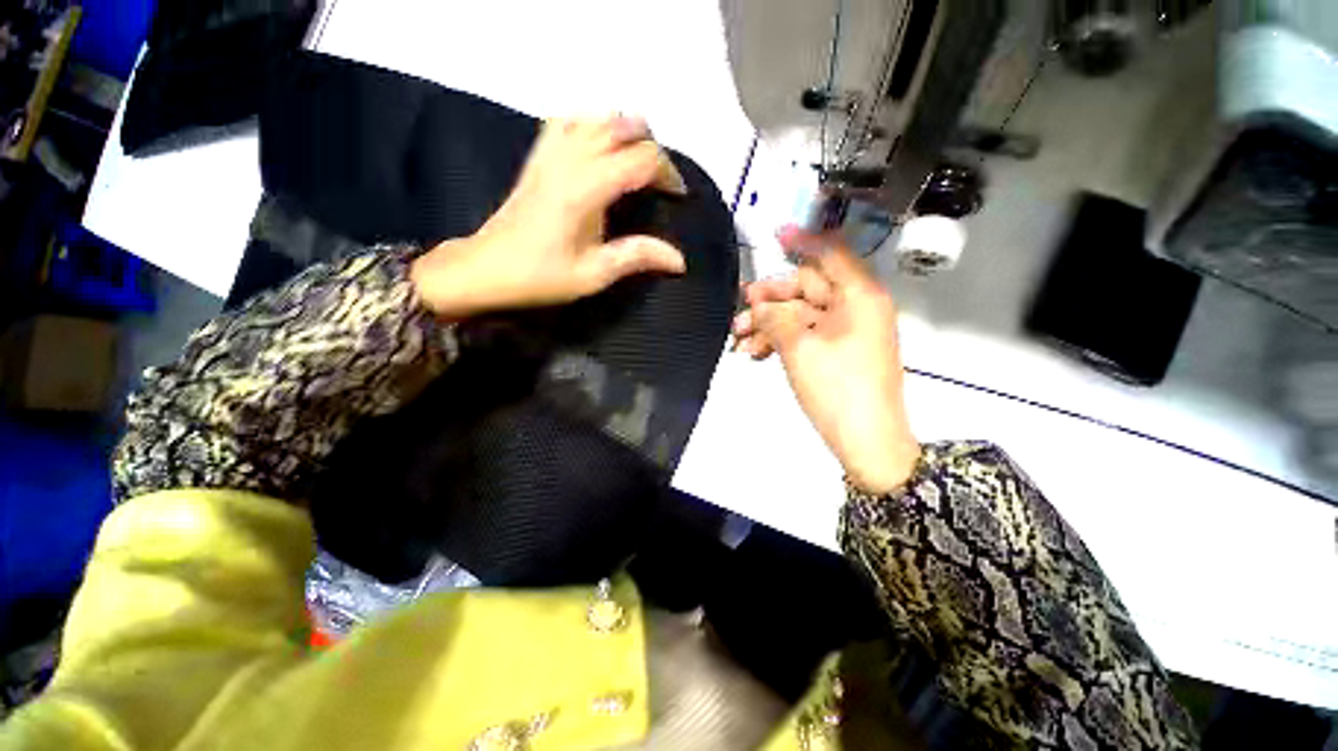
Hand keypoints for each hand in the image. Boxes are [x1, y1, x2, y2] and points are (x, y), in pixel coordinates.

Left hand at [411, 115, 686, 318]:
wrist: (486, 268)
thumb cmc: (540, 276)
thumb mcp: (594, 274)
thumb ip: (637, 257)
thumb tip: (679, 259)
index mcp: (586, 188)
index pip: (641, 158)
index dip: (667, 172)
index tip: (677, 197)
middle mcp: (570, 158)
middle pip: (623, 127)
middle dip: (651, 149)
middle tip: (659, 183)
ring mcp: (550, 152)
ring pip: (598, 116)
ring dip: (625, 133)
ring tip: (636, 164)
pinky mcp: (538, 156)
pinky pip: (569, 121)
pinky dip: (593, 126)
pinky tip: (599, 149)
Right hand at [733, 227, 919, 493]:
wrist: (867, 442)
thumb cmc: (837, 387)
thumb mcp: (799, 347)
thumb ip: (775, 317)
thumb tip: (759, 305)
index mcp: (857, 296)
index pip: (830, 254)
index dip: (802, 241)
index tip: (775, 234)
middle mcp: (855, 308)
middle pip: (807, 289)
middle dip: (769, 300)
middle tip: (739, 312)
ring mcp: (846, 333)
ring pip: (800, 316)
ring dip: (768, 325)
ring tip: (738, 342)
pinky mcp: (836, 354)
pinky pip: (804, 336)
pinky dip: (779, 342)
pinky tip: (754, 356)